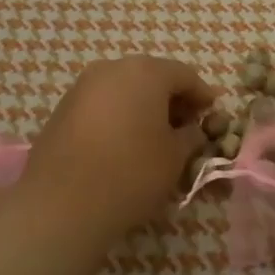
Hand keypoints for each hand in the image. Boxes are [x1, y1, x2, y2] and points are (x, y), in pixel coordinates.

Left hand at [23, 57, 216, 238]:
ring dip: (143, 107)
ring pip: (124, 89)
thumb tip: (192, 130)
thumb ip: (191, 136)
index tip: (213, 115)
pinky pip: (102, 105)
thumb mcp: (175, 157)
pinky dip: (119, 116)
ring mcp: (82, 87)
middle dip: (172, 99)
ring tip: (155, 138)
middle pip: (152, 77)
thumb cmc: (131, 173)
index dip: (203, 96)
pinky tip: (124, 144)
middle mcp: (112, 69)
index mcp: (146, 72)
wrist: (61, 205)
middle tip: (187, 127)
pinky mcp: (62, 109)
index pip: (185, 76)